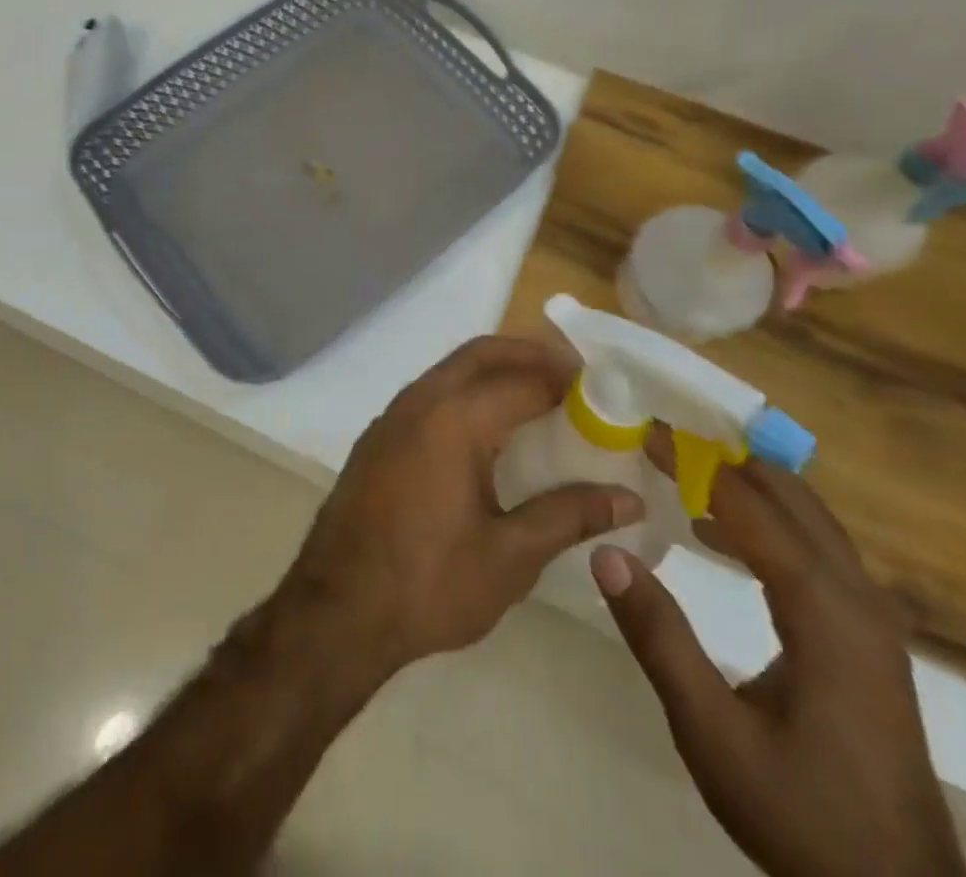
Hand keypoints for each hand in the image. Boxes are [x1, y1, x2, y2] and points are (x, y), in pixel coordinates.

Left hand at [273, 335, 645, 688]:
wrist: (337, 610)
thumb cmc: (429, 584)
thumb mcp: (510, 556)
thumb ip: (569, 516)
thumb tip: (628, 498)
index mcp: (454, 419)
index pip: (522, 381)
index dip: (567, 382)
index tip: (604, 391)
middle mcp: (419, 402)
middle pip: (480, 354)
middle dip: (528, 354)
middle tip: (574, 377)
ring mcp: (391, 416)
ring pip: (451, 370)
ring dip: (494, 371)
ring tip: (539, 399)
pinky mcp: (378, 438)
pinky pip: (430, 395)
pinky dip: (465, 393)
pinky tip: (488, 432)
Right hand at [591, 459, 965, 876]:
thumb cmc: (802, 814)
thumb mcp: (712, 734)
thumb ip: (659, 638)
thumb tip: (607, 551)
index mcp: (825, 612)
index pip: (751, 506)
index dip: (694, 462)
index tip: (646, 430)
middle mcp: (857, 599)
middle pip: (792, 496)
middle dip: (725, 456)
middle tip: (663, 437)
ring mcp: (871, 618)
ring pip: (809, 517)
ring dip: (747, 484)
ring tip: (682, 472)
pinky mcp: (868, 637)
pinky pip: (814, 547)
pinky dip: (765, 519)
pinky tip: (717, 533)